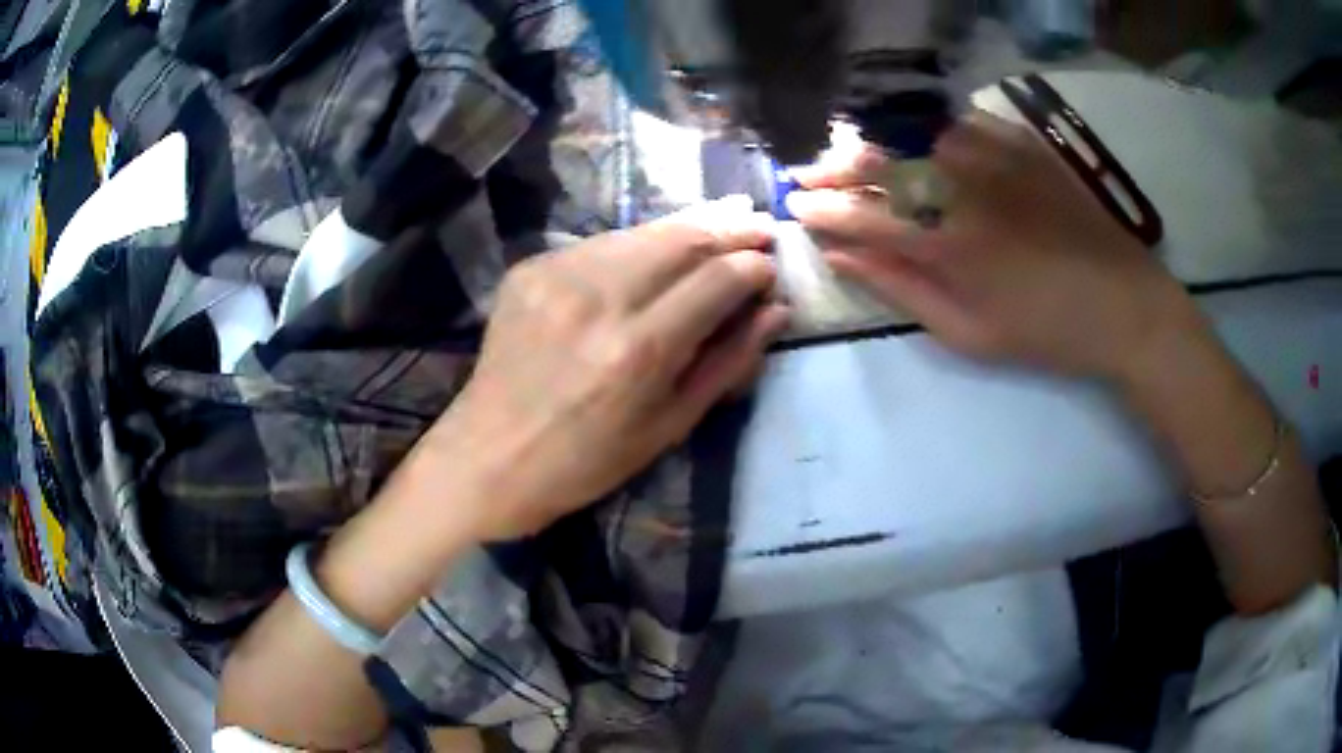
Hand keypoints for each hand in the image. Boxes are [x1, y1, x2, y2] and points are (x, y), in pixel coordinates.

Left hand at [426, 199, 787, 540]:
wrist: (491, 455)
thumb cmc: (588, 459)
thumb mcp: (670, 426)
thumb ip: (729, 362)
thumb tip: (776, 311)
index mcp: (641, 349)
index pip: (717, 279)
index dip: (754, 267)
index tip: (771, 266)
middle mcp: (600, 298)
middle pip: (682, 239)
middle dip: (729, 228)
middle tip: (757, 227)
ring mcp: (557, 275)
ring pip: (641, 231)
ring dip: (686, 229)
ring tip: (717, 229)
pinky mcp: (530, 269)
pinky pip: (600, 244)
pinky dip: (636, 246)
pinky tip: (651, 257)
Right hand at [787, 113, 1196, 378]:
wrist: (1125, 305)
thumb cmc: (1048, 333)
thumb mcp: (971, 334)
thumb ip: (904, 292)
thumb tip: (844, 258)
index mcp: (950, 244)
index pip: (864, 215)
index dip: (823, 210)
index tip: (796, 208)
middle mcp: (965, 187)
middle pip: (882, 161)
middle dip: (835, 166)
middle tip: (811, 174)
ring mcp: (996, 157)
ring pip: (915, 132)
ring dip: (876, 141)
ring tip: (855, 153)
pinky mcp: (1022, 144)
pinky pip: (961, 121)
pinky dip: (928, 128)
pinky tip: (917, 138)